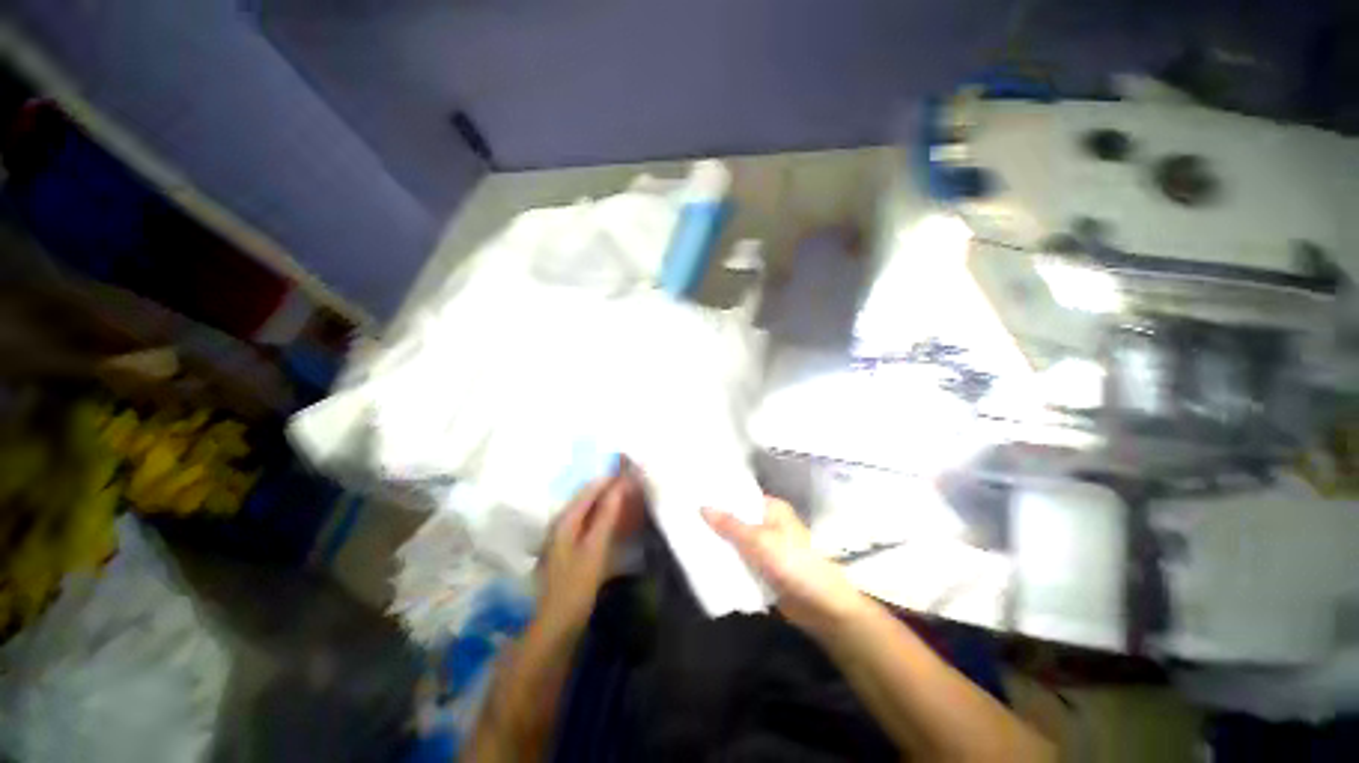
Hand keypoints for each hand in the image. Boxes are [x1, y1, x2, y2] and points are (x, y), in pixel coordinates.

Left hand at [536, 465, 643, 638]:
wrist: (556, 625)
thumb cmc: (575, 586)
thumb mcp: (595, 549)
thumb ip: (606, 516)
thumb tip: (619, 487)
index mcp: (566, 519)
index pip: (591, 488)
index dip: (611, 478)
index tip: (632, 472)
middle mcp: (562, 522)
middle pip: (588, 496)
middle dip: (610, 487)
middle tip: (634, 483)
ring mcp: (564, 535)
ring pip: (589, 509)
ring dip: (608, 501)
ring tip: (629, 497)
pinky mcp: (570, 547)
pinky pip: (589, 522)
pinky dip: (603, 516)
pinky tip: (616, 520)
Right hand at [703, 498, 865, 637]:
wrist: (822, 607)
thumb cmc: (794, 563)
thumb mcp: (759, 541)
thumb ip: (730, 525)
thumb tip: (703, 507)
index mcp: (772, 508)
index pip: (741, 495)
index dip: (720, 495)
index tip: (694, 494)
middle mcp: (768, 524)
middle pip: (737, 518)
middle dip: (716, 520)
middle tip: (685, 517)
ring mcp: (766, 548)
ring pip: (737, 540)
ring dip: (719, 542)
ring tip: (688, 535)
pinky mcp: (764, 569)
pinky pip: (741, 560)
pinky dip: (727, 560)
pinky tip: (704, 559)